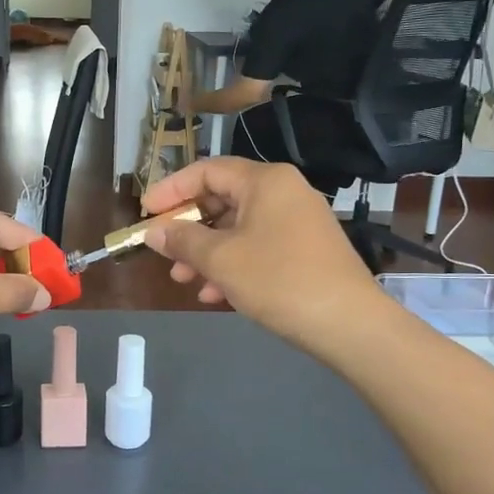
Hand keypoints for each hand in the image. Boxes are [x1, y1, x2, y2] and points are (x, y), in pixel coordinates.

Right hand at [141, 158, 380, 352]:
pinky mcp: (306, 249)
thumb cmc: (279, 279)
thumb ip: (182, 239)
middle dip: (188, 227)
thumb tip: (154, 231)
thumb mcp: (221, 259)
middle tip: (163, 251)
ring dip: (206, 252)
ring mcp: (297, 221)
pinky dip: (232, 264)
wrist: (349, 323)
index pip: (206, 171)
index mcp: (265, 181)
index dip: (170, 190)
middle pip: (222, 199)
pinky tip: (213, 295)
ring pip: (238, 228)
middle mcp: (283, 191)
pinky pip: (258, 246)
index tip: (145, 213)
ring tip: (183, 280)